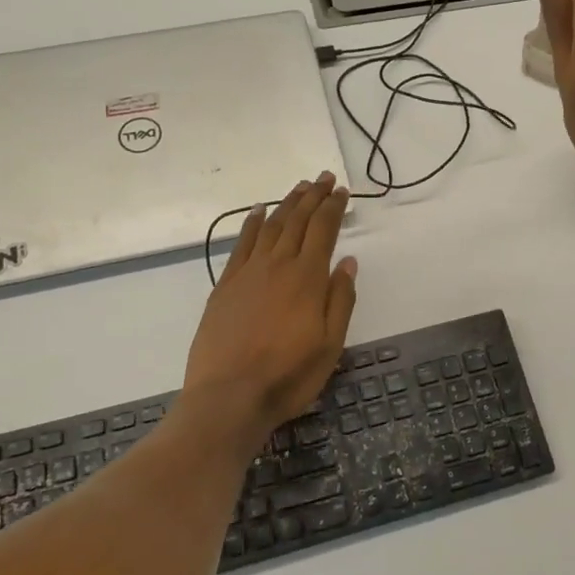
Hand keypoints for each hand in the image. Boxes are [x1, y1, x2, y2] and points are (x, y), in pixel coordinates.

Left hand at [184, 172, 357, 437]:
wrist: (228, 397)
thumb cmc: (288, 376)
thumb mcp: (330, 345)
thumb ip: (340, 300)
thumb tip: (348, 262)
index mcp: (307, 278)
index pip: (323, 230)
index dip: (333, 208)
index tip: (342, 191)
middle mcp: (277, 265)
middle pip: (297, 220)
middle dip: (313, 196)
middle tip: (324, 177)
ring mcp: (248, 273)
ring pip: (270, 226)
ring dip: (286, 203)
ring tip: (299, 187)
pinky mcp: (226, 285)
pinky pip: (241, 244)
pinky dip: (252, 223)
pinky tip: (258, 212)